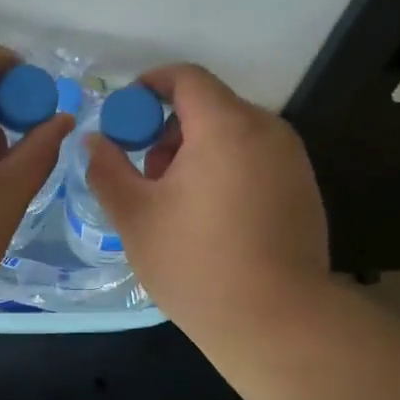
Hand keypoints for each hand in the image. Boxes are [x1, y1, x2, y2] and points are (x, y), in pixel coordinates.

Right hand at [85, 64, 328, 334]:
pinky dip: (227, 170)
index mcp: (225, 126)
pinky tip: (214, 220)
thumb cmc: (197, 264)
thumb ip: (107, 169)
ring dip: (198, 151)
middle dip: (170, 130)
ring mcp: (293, 160)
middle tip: (147, 176)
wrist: (278, 322)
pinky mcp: (305, 189)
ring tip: (178, 204)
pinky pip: (256, 159)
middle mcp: (267, 130)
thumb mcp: (135, 216)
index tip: (125, 118)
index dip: (149, 87)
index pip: (185, 78)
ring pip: (234, 134)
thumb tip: (94, 141)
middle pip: (210, 106)